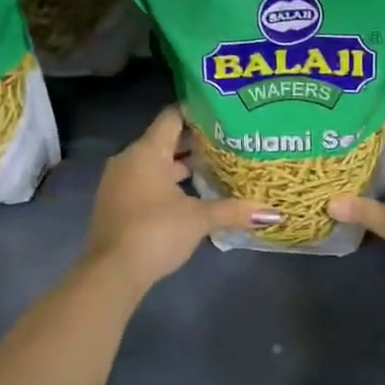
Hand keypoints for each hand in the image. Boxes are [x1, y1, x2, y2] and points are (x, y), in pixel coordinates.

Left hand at [81, 106, 280, 291]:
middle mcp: (129, 159)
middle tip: (227, 141)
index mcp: (147, 151)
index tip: (222, 114)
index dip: (197, 112)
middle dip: (194, 141)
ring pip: (154, 163)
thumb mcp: (199, 219)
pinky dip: (166, 182)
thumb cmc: (156, 231)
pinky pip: (145, 180)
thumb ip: (234, 210)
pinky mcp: (116, 203)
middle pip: (164, 139)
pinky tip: (190, 195)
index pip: (173, 116)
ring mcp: (119, 181)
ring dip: (180, 165)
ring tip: (214, 167)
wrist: (112, 272)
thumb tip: (273, 212)